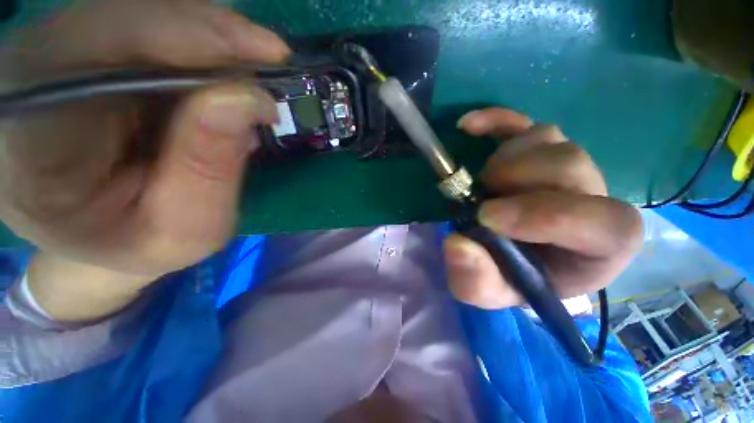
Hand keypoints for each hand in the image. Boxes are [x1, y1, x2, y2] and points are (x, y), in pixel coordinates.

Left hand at [0, 0, 288, 281]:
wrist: (99, 241)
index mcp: (28, 137)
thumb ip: (211, 166)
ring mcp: (52, 57)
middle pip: (128, 17)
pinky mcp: (79, 54)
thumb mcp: (185, 227)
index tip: (270, 51)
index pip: (103, 47)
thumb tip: (253, 97)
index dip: (192, 35)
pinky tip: (220, 83)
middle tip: (272, 63)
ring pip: (142, 16)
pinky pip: (146, 28)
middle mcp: (30, 78)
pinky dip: (196, 50)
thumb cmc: (137, 246)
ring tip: (247, 85)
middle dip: (212, 37)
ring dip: (209, 45)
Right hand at [444, 109, 641, 308]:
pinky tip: (468, 126)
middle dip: (516, 178)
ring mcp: (565, 166)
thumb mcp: (488, 291)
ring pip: (548, 137)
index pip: (608, 223)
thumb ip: (476, 280)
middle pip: (571, 163)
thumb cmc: (508, 277)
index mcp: (599, 247)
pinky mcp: (535, 149)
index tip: (487, 218)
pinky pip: (521, 122)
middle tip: (482, 196)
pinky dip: (494, 120)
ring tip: (482, 182)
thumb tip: (457, 245)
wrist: (509, 254)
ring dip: (504, 158)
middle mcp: (593, 198)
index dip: (547, 215)